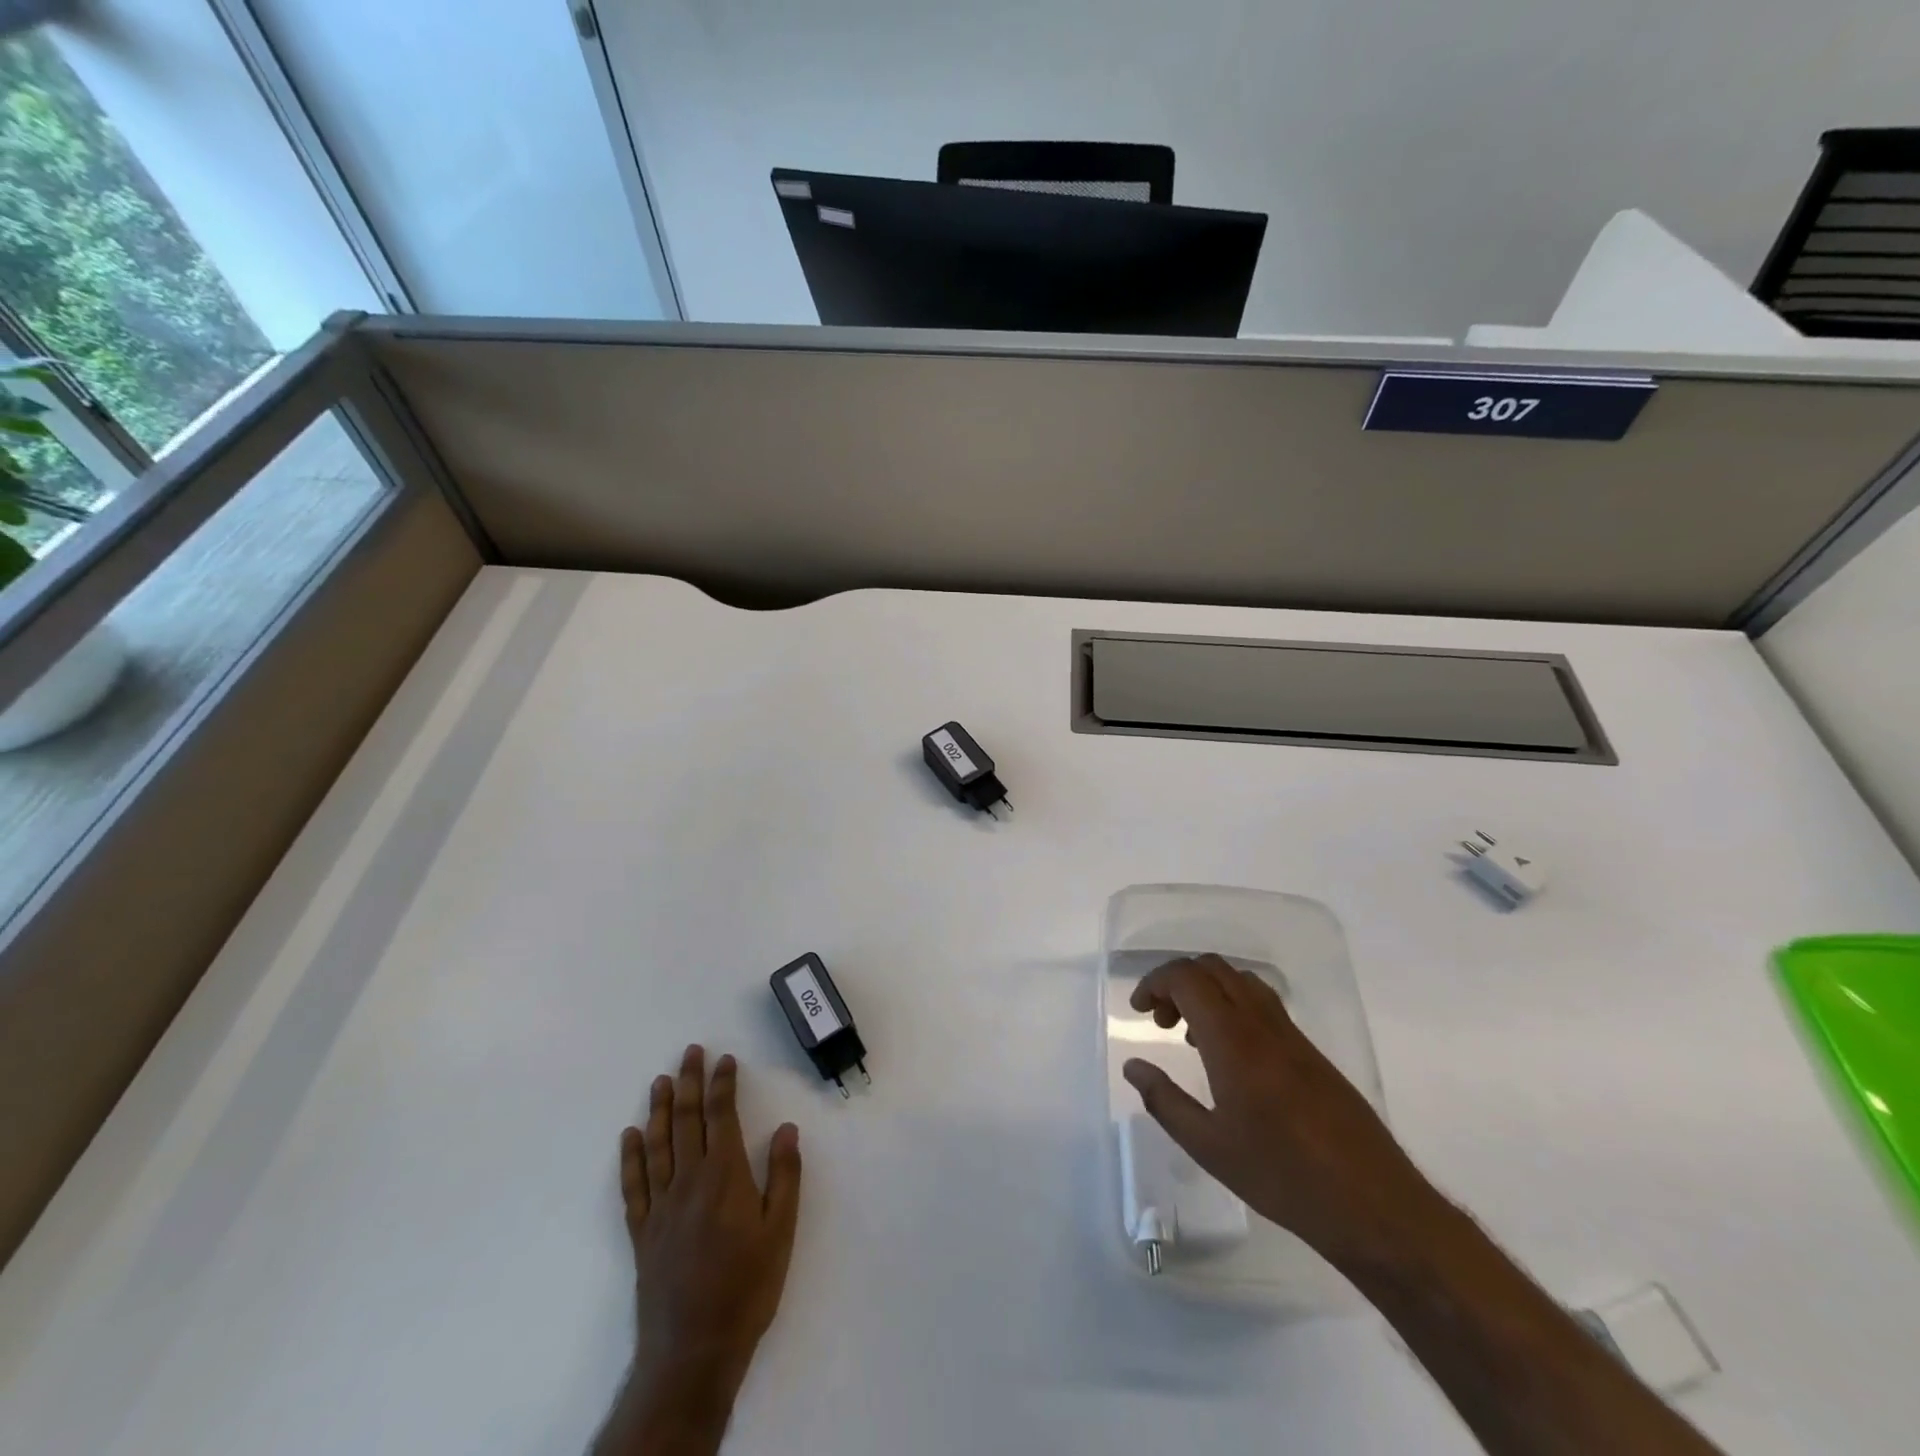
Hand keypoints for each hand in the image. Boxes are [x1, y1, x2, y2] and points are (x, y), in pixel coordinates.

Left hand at [621, 1045, 802, 1385]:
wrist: (693, 1349)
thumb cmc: (747, 1287)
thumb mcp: (781, 1230)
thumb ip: (783, 1175)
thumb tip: (785, 1128)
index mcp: (724, 1176)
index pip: (722, 1116)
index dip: (723, 1084)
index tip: (724, 1059)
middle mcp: (688, 1181)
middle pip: (687, 1121)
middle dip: (689, 1082)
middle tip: (689, 1052)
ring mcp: (661, 1206)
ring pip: (657, 1145)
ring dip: (659, 1110)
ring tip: (660, 1081)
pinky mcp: (642, 1233)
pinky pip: (633, 1186)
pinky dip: (630, 1157)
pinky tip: (629, 1136)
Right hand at [1123, 954, 1433, 1266]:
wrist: (1373, 1203)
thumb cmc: (1282, 1176)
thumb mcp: (1209, 1147)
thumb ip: (1164, 1100)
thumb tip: (1133, 1066)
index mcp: (1232, 1039)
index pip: (1186, 978)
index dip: (1155, 982)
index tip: (1139, 1010)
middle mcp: (1260, 1023)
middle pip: (1212, 968)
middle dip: (1177, 982)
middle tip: (1161, 1021)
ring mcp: (1290, 1034)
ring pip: (1240, 980)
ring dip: (1207, 990)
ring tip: (1191, 1035)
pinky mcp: (1310, 1051)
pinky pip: (1262, 1003)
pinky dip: (1233, 1006)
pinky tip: (1230, 1055)